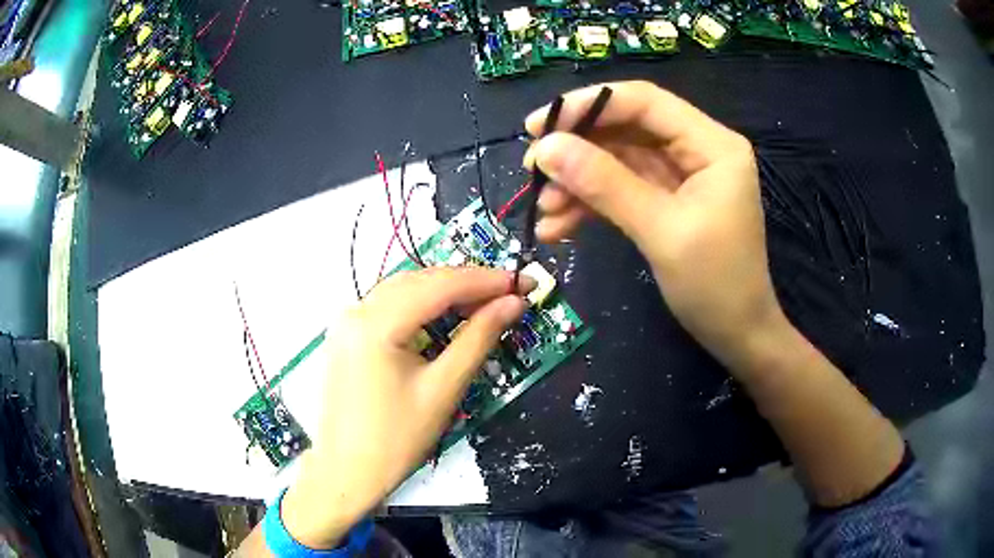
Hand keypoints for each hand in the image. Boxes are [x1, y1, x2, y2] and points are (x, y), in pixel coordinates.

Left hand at [281, 268, 529, 547]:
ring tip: (486, 303)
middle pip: (421, 281)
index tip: (523, 282)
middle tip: (510, 294)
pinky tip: (448, 315)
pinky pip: (392, 306)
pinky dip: (424, 305)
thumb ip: (479, 339)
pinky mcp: (349, 335)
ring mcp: (348, 321)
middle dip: (469, 284)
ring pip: (406, 289)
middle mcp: (357, 311)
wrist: (348, 472)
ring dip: (447, 292)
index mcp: (376, 324)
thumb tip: (513, 304)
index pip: (440, 286)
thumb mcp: (443, 389)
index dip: (486, 280)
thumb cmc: (396, 440)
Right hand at [525, 81, 783, 371]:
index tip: (537, 126)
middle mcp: (698, 149)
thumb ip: (605, 184)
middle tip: (532, 170)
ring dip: (579, 183)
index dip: (587, 106)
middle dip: (578, 149)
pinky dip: (592, 204)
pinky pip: (623, 189)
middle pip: (627, 128)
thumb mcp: (661, 232)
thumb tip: (545, 149)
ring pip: (619, 161)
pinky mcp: (668, 201)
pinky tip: (559, 226)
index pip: (643, 101)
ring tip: (543, 210)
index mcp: (712, 144)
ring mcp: (682, 175)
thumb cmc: (715, 286)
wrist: (737, 335)